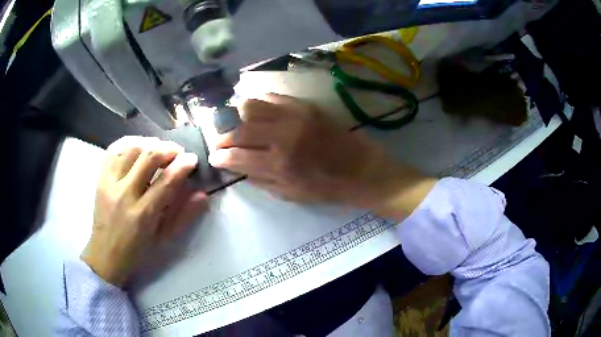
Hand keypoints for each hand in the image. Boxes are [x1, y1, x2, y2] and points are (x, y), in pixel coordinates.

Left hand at [82, 136, 207, 286]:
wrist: (105, 254)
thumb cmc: (137, 251)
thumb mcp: (163, 239)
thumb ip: (183, 216)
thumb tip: (202, 194)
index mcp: (143, 215)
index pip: (167, 181)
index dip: (183, 165)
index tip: (192, 159)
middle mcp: (125, 194)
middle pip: (148, 157)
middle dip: (168, 149)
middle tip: (177, 152)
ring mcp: (110, 183)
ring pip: (131, 148)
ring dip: (149, 143)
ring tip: (158, 149)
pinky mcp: (100, 178)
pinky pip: (114, 149)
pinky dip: (128, 143)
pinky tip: (138, 147)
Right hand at [209, 94, 436, 217]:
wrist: (363, 170)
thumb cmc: (328, 188)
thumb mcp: (291, 195)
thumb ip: (261, 180)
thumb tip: (238, 166)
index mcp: (279, 165)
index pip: (237, 156)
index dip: (221, 157)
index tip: (214, 157)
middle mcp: (283, 137)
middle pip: (240, 130)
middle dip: (224, 137)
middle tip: (221, 141)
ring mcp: (294, 116)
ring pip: (251, 106)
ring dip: (240, 117)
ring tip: (241, 125)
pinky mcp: (306, 106)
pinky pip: (273, 97)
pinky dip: (261, 104)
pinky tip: (260, 113)